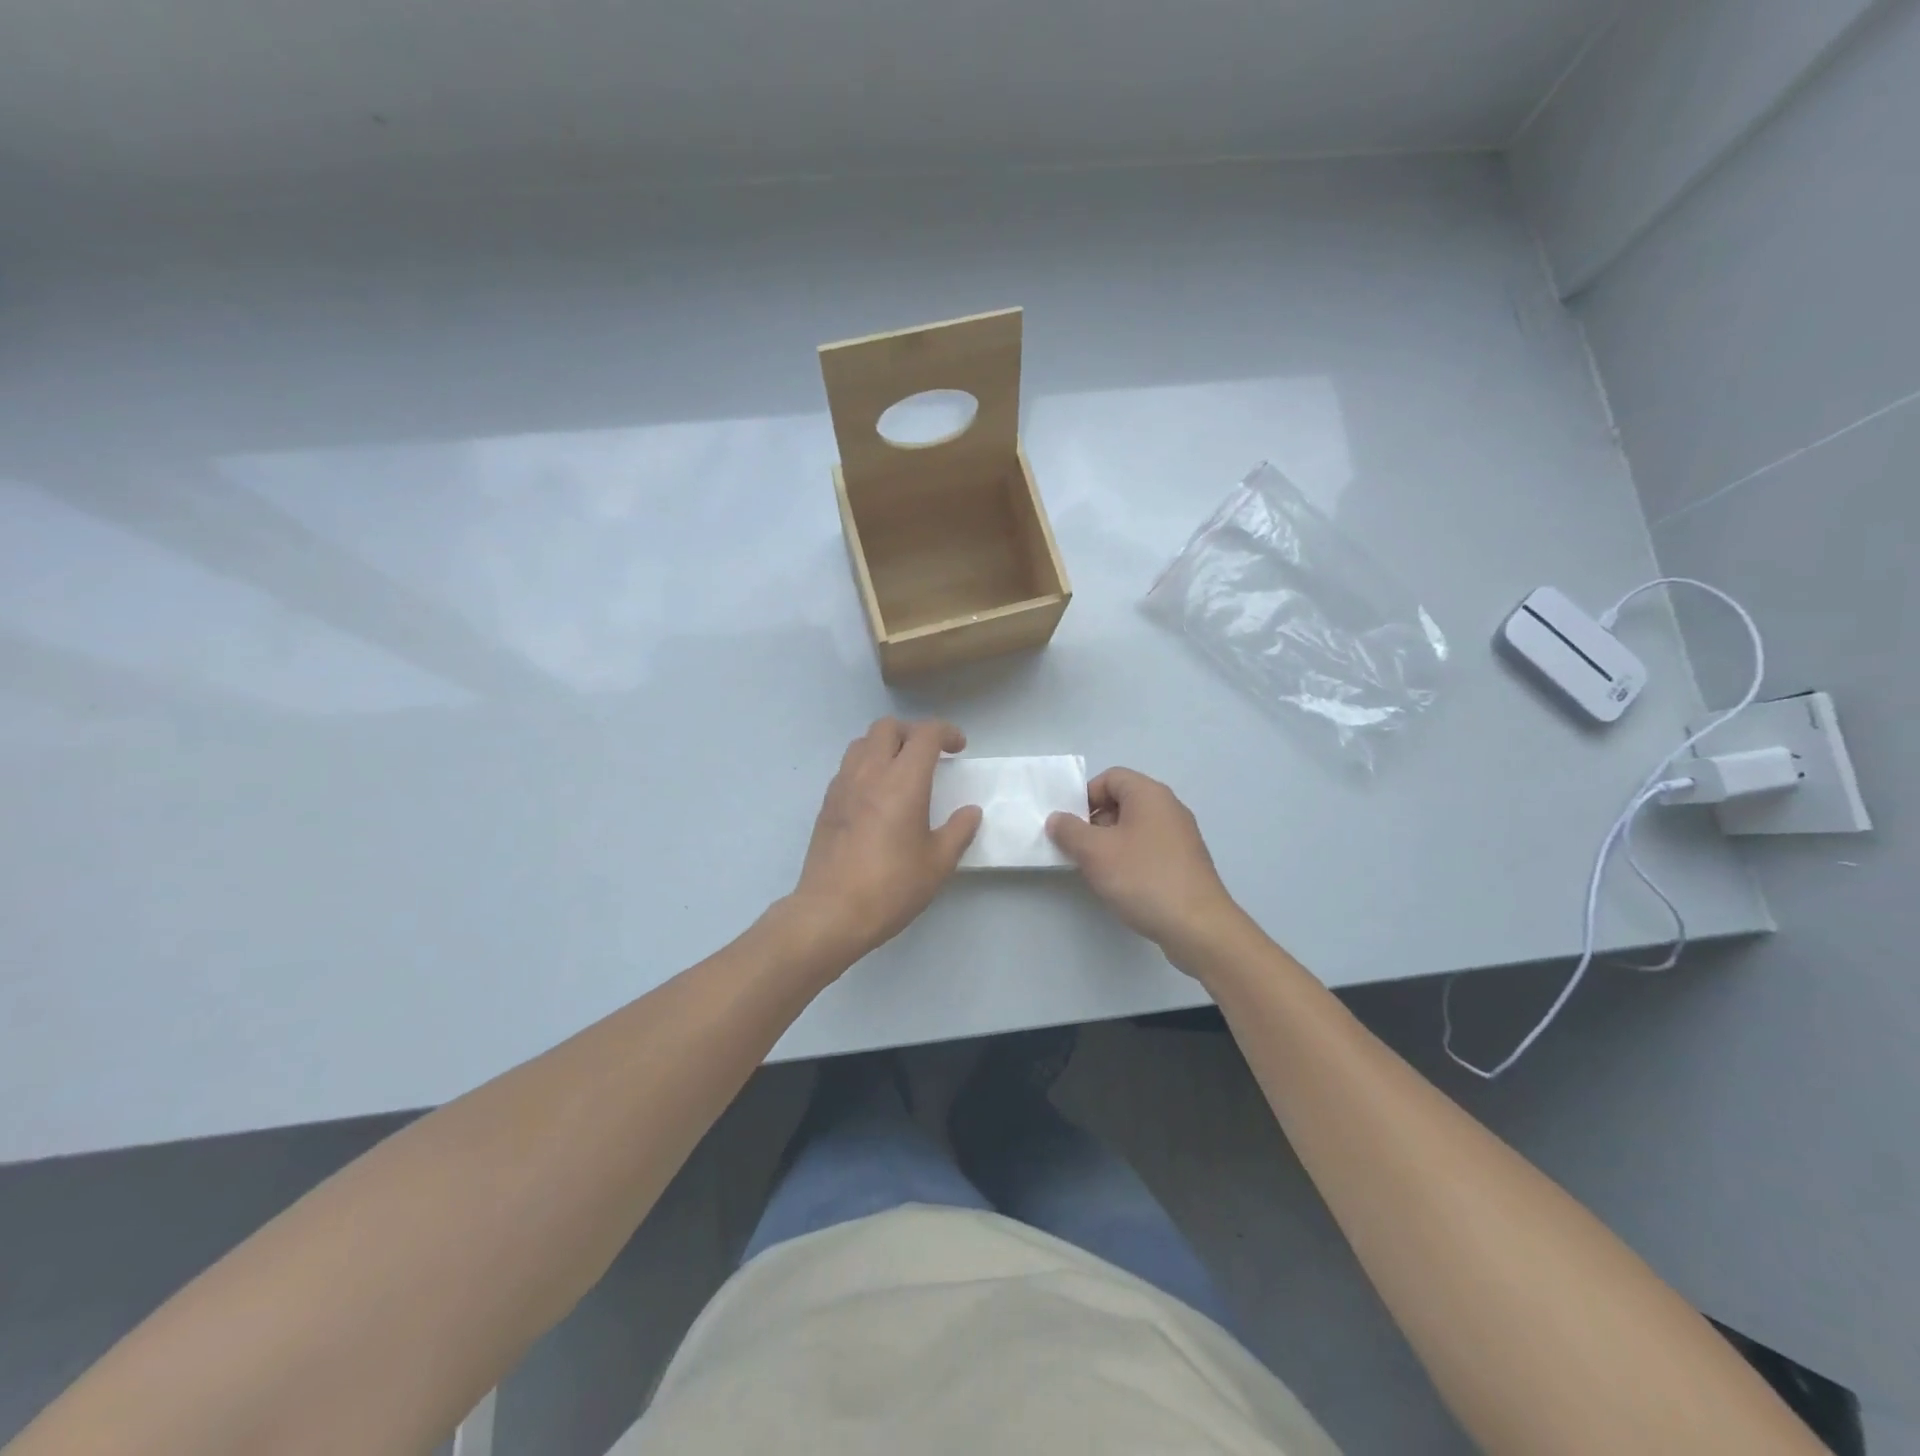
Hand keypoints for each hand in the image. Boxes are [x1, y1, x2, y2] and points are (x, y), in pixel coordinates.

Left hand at [791, 717, 981, 960]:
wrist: (831, 912)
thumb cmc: (891, 887)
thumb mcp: (938, 863)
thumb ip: (958, 831)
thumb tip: (970, 812)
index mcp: (903, 781)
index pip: (925, 734)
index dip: (946, 732)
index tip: (958, 749)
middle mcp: (869, 773)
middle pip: (888, 727)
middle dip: (912, 732)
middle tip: (929, 756)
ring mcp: (842, 786)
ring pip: (862, 742)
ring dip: (885, 745)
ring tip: (900, 771)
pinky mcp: (826, 804)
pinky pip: (847, 767)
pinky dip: (866, 766)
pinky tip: (876, 796)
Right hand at [1047, 768, 1245, 962]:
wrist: (1197, 926)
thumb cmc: (1143, 878)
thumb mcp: (1094, 852)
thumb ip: (1069, 831)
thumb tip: (1057, 819)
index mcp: (1149, 794)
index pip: (1110, 777)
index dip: (1085, 796)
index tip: (1070, 825)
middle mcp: (1169, 808)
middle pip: (1122, 801)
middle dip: (1095, 822)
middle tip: (1079, 849)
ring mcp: (1181, 836)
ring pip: (1135, 827)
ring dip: (1111, 843)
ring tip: (1098, 871)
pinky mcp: (1185, 862)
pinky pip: (1149, 848)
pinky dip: (1130, 859)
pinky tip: (1123, 885)